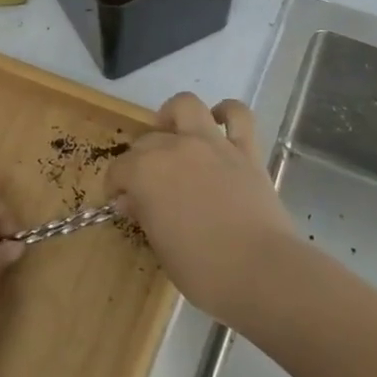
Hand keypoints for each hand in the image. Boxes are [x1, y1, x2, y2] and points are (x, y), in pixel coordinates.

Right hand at [107, 94, 300, 325]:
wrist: (260, 270)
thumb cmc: (202, 269)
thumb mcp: (160, 246)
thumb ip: (144, 215)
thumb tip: (133, 200)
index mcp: (145, 172)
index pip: (119, 170)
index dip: (116, 186)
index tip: (122, 202)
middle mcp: (174, 147)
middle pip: (148, 140)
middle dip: (141, 159)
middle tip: (150, 183)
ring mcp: (212, 144)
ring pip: (186, 106)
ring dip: (175, 115)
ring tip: (174, 134)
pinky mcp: (246, 149)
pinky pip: (238, 116)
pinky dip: (226, 113)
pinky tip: (218, 123)